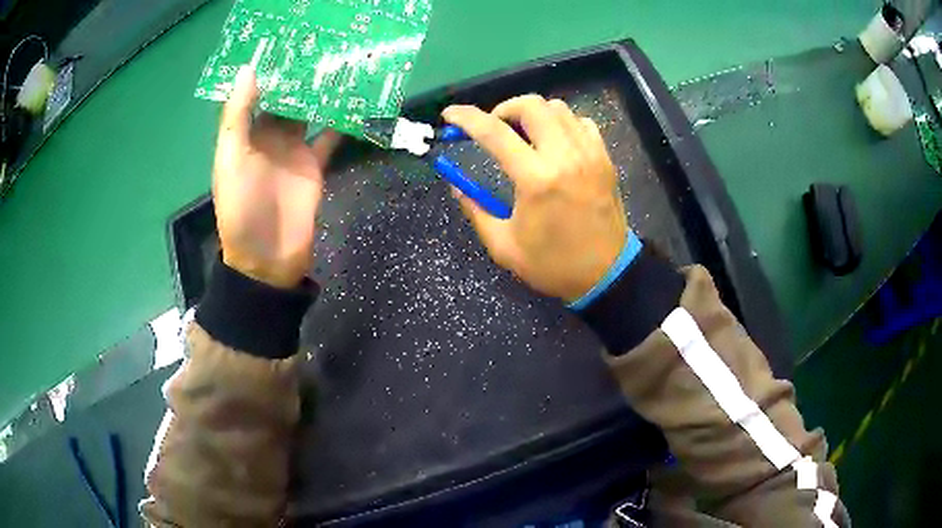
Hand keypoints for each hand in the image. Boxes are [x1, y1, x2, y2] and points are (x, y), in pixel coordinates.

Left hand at [213, 66, 340, 288]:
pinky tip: (356, 99)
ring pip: (309, 113)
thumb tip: (249, 69)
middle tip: (320, 46)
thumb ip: (239, 115)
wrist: (268, 257)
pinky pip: (330, 136)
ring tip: (340, 64)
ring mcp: (294, 150)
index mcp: (245, 134)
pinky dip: (342, 120)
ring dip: (322, 93)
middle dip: (299, 76)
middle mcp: (268, 137)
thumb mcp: (231, 159)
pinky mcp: (316, 164)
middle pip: (285, 99)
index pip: (257, 94)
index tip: (285, 43)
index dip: (268, 71)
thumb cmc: (242, 208)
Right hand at [443, 95, 627, 302]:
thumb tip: (456, 185)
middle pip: (532, 105)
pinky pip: (580, 123)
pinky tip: (554, 143)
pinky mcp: (604, 158)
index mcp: (536, 180)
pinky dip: (561, 123)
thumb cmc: (553, 265)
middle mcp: (564, 156)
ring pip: (558, 108)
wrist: (606, 274)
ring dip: (533, 114)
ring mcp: (589, 154)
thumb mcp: (504, 246)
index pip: (494, 132)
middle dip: (504, 108)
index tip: (450, 115)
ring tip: (523, 136)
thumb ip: (476, 210)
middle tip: (494, 129)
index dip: (466, 117)